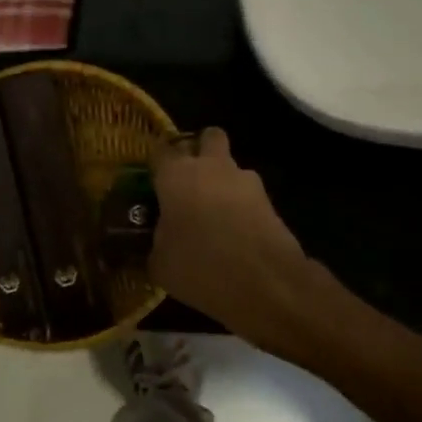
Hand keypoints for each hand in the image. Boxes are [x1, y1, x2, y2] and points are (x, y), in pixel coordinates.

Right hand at [150, 128, 326, 354]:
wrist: (266, 284)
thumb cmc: (200, 267)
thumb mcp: (160, 264)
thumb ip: (155, 243)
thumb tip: (157, 241)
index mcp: (177, 174)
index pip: (160, 150)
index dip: (156, 164)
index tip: (152, 181)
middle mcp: (211, 167)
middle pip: (208, 137)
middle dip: (200, 150)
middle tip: (189, 181)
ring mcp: (245, 180)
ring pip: (231, 167)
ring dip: (223, 182)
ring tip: (215, 216)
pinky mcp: (269, 200)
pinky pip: (247, 195)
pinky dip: (241, 207)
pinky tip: (235, 234)